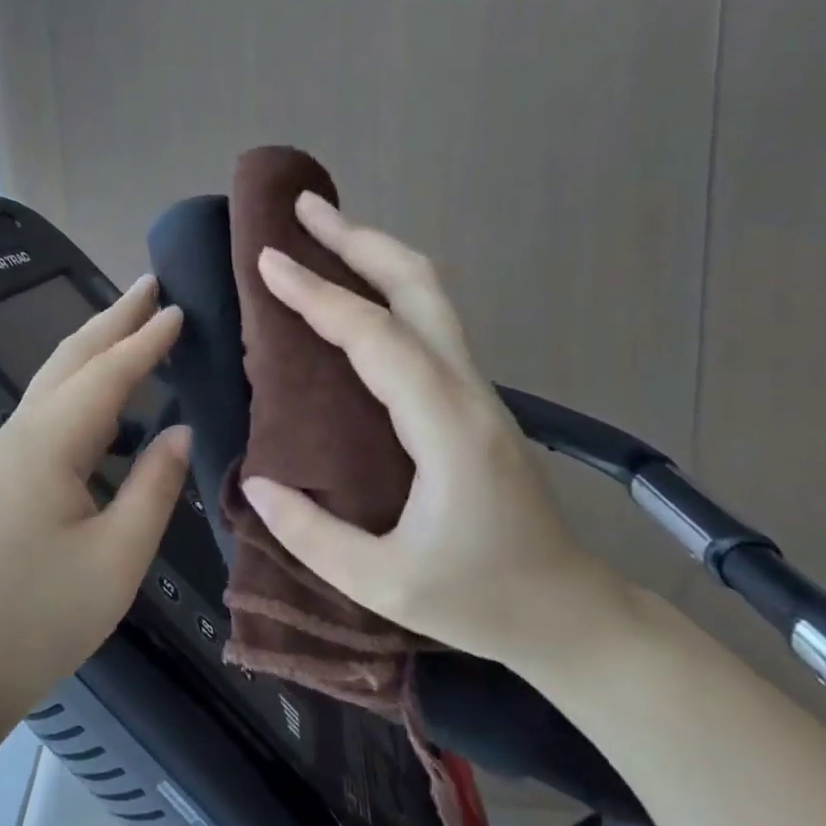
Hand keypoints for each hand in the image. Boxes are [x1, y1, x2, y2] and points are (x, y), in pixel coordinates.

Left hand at [0, 276, 190, 711]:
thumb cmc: (46, 614)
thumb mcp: (119, 556)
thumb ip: (154, 485)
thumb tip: (180, 431)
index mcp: (47, 444)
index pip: (106, 374)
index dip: (145, 340)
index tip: (179, 308)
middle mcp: (20, 433)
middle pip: (70, 359)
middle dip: (112, 318)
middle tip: (151, 284)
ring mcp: (5, 451)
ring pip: (54, 379)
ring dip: (95, 346)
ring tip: (132, 323)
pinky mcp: (4, 473)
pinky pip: (48, 408)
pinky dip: (81, 383)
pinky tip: (105, 397)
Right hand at [240, 193, 628, 672]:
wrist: (571, 614)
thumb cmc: (480, 601)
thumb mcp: (383, 584)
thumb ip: (310, 534)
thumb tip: (255, 481)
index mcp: (446, 427)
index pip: (376, 338)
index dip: (318, 295)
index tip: (267, 260)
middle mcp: (466, 391)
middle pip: (419, 286)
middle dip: (359, 239)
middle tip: (302, 211)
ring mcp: (475, 391)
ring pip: (430, 297)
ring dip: (375, 255)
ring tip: (322, 234)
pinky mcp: (471, 401)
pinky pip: (427, 324)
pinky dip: (386, 290)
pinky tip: (353, 296)